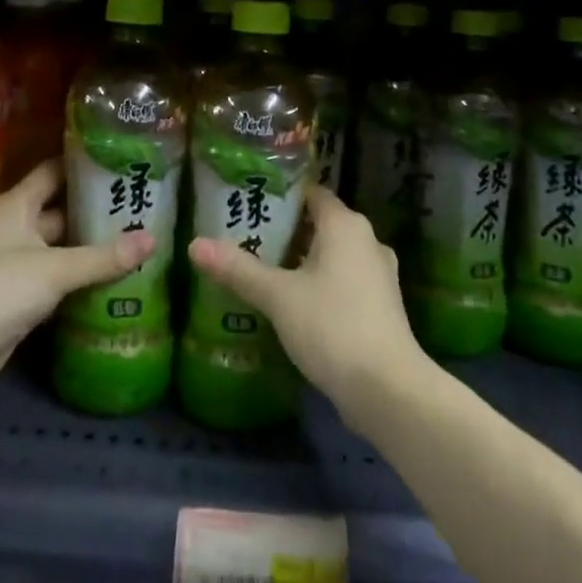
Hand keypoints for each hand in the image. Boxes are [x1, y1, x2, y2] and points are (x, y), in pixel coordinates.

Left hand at [0, 160, 150, 399]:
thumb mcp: (53, 269)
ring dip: (94, 246)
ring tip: (141, 238)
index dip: (86, 164)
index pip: (55, 171)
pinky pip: (59, 279)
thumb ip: (103, 257)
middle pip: (63, 210)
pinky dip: (83, 278)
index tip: (124, 159)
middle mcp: (17, 228)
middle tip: (145, 205)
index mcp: (18, 205)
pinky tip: (117, 278)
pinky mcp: (21, 297)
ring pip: (63, 247)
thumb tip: (154, 239)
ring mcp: (18, 264)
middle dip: (98, 209)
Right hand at [189, 188, 427, 419]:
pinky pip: (344, 280)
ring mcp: (379, 275)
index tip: (251, 202)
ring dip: (303, 260)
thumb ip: (238, 269)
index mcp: (346, 225)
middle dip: (287, 230)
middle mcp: (367, 241)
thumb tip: (194, 244)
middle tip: (247, 237)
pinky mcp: (381, 306)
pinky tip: (294, 303)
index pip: (312, 193)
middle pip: (321, 224)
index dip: (282, 195)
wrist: (387, 389)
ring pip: (334, 255)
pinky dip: (320, 283)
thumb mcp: (278, 296)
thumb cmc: (332, 326)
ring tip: (264, 269)